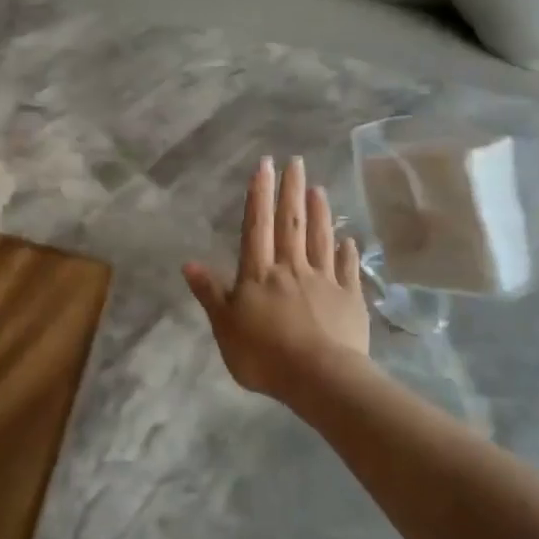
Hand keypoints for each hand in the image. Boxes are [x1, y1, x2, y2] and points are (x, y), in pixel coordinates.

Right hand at [185, 156, 370, 401]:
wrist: (320, 377)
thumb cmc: (264, 354)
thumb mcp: (224, 327)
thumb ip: (210, 294)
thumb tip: (189, 263)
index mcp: (259, 274)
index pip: (257, 226)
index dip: (259, 194)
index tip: (265, 165)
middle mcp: (291, 268)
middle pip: (291, 223)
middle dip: (291, 191)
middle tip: (295, 161)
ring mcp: (324, 281)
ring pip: (320, 239)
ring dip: (319, 212)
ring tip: (318, 187)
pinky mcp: (349, 299)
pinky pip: (347, 269)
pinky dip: (347, 252)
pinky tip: (349, 239)